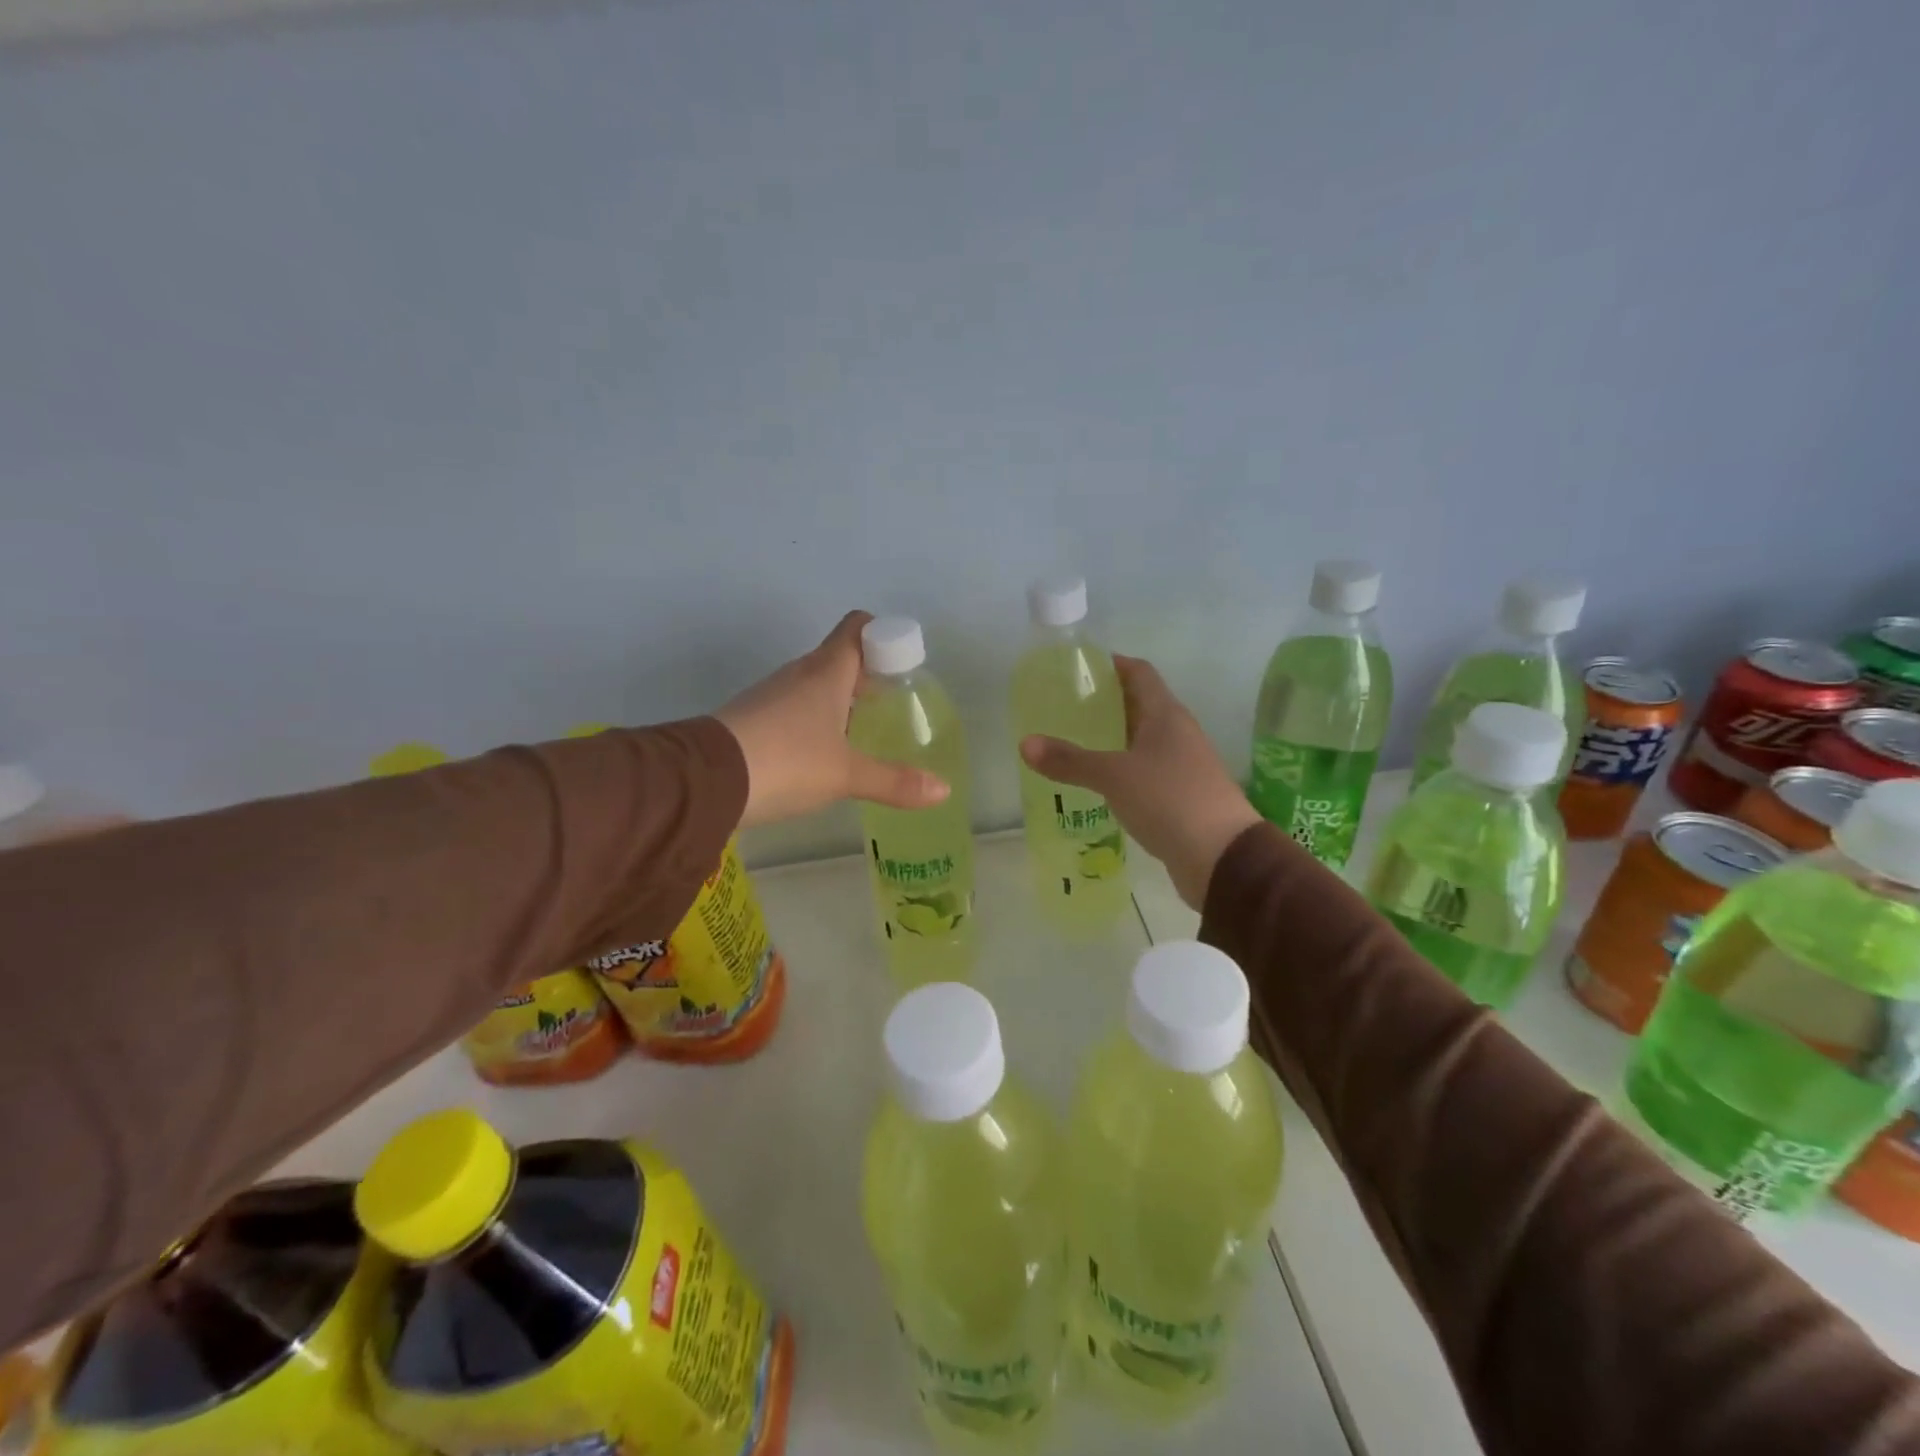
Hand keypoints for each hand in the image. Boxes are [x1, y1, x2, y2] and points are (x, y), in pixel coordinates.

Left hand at [718, 611, 950, 828]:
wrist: (705, 780)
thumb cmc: (787, 762)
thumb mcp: (846, 775)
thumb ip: (894, 782)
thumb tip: (944, 790)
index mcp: (827, 671)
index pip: (858, 627)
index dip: (883, 636)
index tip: (902, 664)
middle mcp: (799, 674)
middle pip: (840, 657)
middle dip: (867, 676)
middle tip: (890, 707)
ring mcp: (772, 694)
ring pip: (815, 684)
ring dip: (839, 700)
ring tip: (861, 735)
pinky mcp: (752, 717)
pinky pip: (793, 707)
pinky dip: (813, 720)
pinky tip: (820, 754)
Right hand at [1020, 656, 1259, 909]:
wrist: (1222, 856)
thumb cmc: (1169, 800)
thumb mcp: (1113, 777)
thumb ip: (1070, 761)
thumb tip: (1025, 744)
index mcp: (1166, 715)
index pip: (1139, 673)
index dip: (1112, 665)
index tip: (1079, 668)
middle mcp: (1177, 733)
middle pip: (1140, 705)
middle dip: (1105, 704)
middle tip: (1064, 707)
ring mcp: (1182, 765)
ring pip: (1142, 740)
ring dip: (1113, 739)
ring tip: (1073, 742)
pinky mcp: (1181, 795)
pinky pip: (1145, 771)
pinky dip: (1121, 769)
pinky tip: (1098, 782)